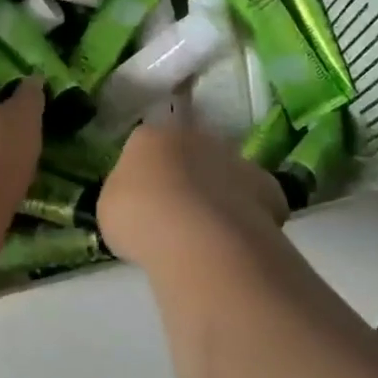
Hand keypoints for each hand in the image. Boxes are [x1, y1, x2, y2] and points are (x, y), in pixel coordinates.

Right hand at [97, 122, 286, 264]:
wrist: (197, 236)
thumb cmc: (139, 218)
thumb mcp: (110, 209)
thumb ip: (126, 197)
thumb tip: (142, 201)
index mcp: (150, 137)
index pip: (145, 145)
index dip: (145, 173)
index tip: (143, 200)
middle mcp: (195, 137)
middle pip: (189, 154)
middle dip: (186, 177)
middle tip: (177, 215)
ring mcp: (235, 159)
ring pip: (224, 174)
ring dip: (218, 194)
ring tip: (209, 234)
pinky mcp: (267, 186)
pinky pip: (255, 199)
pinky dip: (248, 215)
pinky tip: (237, 241)